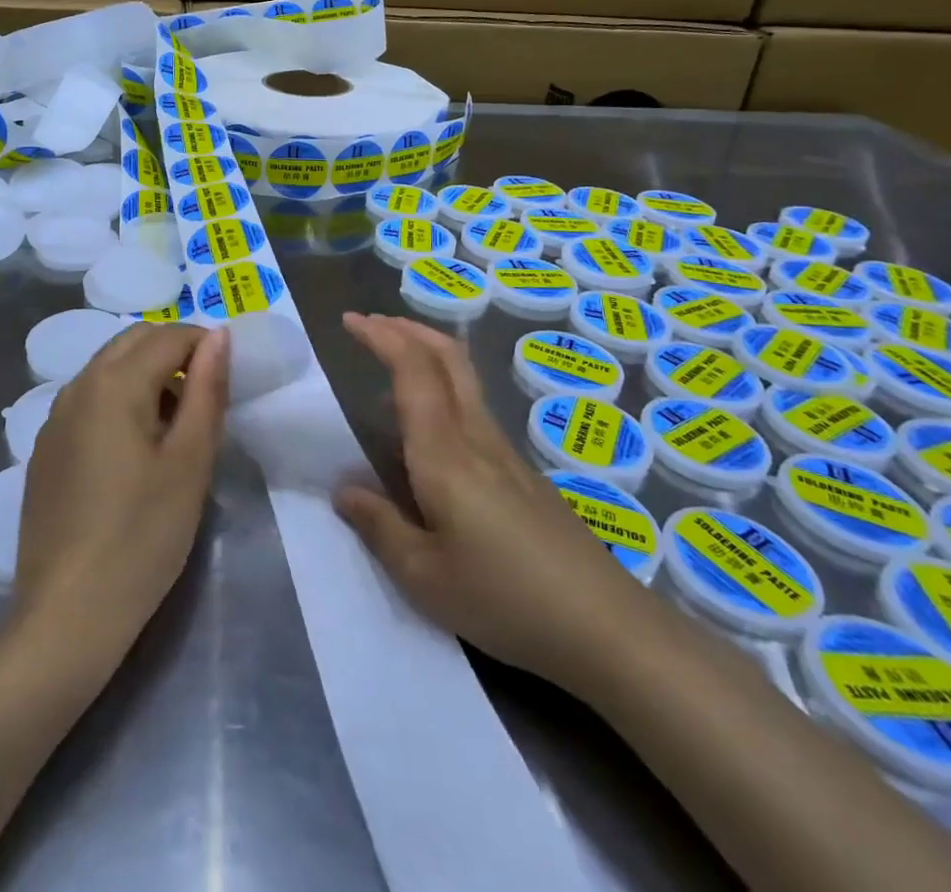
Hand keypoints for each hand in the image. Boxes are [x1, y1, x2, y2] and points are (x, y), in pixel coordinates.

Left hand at [14, 324, 229, 667]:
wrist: (67, 615)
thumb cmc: (143, 536)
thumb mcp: (190, 461)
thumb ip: (207, 389)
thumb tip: (218, 335)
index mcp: (114, 382)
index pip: (169, 335)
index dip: (205, 346)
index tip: (229, 379)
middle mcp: (77, 386)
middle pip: (133, 341)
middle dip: (174, 352)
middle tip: (205, 399)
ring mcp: (54, 418)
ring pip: (108, 368)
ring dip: (146, 376)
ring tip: (174, 428)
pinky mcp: (44, 449)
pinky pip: (88, 401)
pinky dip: (118, 401)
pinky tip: (133, 453)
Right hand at [333, 313, 652, 691]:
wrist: (608, 628)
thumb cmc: (506, 599)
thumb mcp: (425, 577)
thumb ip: (379, 527)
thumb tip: (343, 491)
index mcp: (444, 453)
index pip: (412, 370)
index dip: (381, 336)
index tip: (350, 321)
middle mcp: (476, 437)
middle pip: (447, 357)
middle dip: (408, 329)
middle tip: (372, 324)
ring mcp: (506, 454)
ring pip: (465, 379)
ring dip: (427, 354)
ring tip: (392, 366)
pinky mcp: (524, 475)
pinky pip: (474, 409)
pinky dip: (443, 389)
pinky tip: (430, 430)